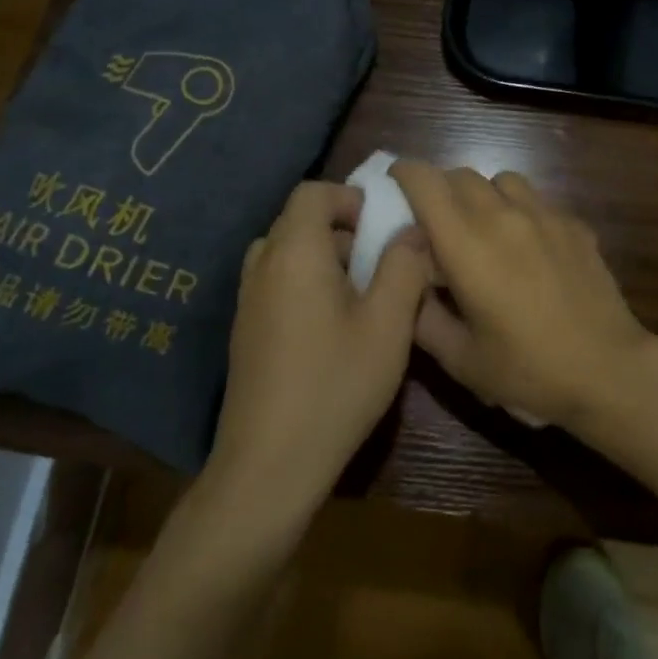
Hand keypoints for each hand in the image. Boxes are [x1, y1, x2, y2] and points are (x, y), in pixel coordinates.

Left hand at [208, 181, 432, 524]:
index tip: (381, 230)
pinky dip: (308, 285)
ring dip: (327, 260)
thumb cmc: (335, 386)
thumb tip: (412, 231)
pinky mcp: (246, 330)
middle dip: (344, 231)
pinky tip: (334, 330)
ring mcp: (248, 300)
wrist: (268, 465)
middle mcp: (263, 266)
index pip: (313, 193)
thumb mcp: (387, 325)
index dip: (350, 198)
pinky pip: (278, 283)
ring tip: (363, 298)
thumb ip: (403, 267)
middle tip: (381, 266)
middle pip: (299, 221)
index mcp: (294, 253)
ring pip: (289, 254)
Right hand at [389, 163, 651, 429]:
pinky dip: (519, 210)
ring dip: (482, 195)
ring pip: (502, 180)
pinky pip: (537, 200)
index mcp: (467, 244)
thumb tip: (409, 286)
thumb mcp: (460, 360)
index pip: (425, 182)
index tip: (394, 187)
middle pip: (460, 175)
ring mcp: (545, 215)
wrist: (609, 371)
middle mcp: (503, 216)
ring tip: (483, 228)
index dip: (403, 176)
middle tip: (435, 222)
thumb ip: (423, 317)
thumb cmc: (528, 370)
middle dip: (439, 189)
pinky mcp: (575, 224)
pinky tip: (527, 246)